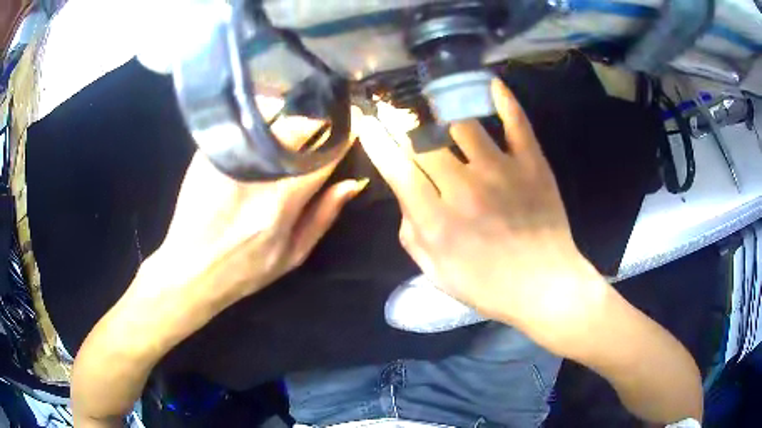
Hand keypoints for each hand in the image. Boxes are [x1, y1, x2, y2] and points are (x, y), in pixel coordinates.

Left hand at [141, 129, 365, 312]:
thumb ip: (323, 216)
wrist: (190, 269)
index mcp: (280, 202)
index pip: (321, 158)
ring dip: (288, 121)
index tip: (353, 127)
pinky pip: (241, 127)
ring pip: (268, 122)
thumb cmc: (245, 270)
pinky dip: (259, 123)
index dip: (342, 139)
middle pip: (294, 130)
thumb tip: (352, 184)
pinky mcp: (207, 155)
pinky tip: (261, 133)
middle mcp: (255, 175)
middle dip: (315, 124)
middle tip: (321, 126)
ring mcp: (227, 161)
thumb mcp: (292, 255)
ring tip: (293, 129)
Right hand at [353, 80, 607, 352]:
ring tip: (434, 97)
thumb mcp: (436, 273)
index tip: (366, 120)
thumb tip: (406, 197)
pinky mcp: (532, 164)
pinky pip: (516, 122)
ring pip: (462, 123)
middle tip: (395, 105)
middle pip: (423, 140)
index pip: (396, 167)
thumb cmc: (488, 287)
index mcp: (436, 219)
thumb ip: (412, 234)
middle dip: (401, 118)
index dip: (376, 139)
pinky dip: (504, 100)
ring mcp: (501, 171)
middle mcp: (463, 187)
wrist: (544, 287)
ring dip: (443, 108)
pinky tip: (491, 84)